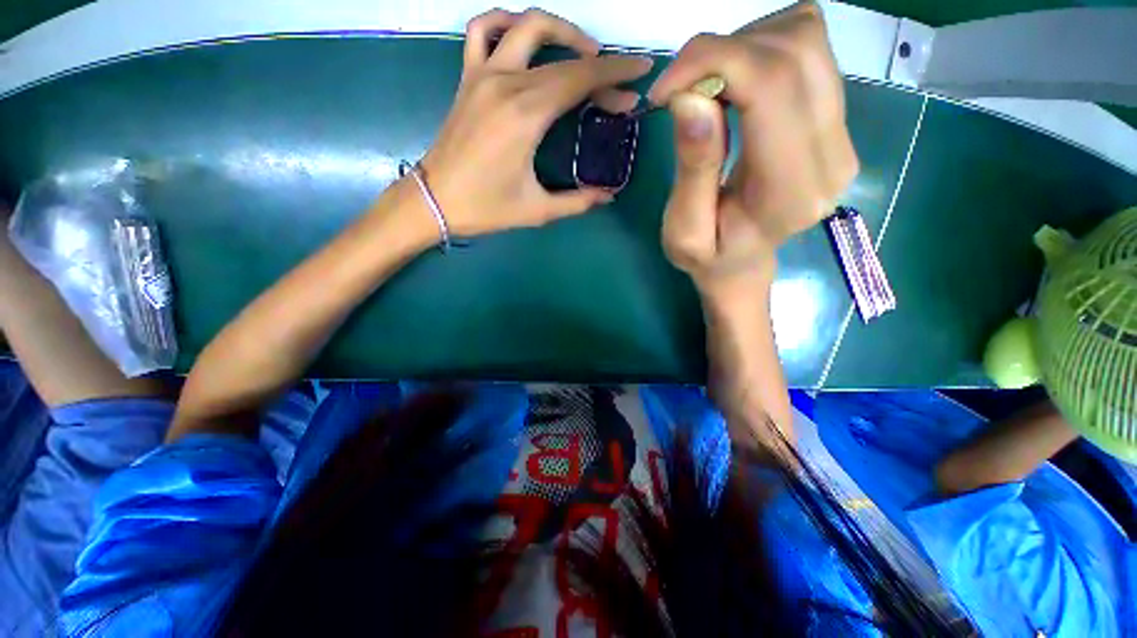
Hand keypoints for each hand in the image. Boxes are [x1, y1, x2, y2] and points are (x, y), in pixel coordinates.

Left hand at [419, 9, 651, 236]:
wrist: (435, 201)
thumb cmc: (485, 208)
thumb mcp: (537, 210)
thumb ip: (577, 201)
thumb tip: (608, 196)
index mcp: (525, 115)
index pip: (580, 78)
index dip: (615, 73)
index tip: (640, 72)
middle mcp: (506, 83)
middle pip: (564, 60)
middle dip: (600, 69)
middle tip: (618, 90)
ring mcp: (482, 74)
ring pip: (527, 27)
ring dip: (561, 31)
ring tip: (582, 52)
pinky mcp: (467, 77)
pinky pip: (483, 30)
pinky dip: (507, 23)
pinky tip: (523, 38)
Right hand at [650, 2, 858, 300]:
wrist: (744, 262)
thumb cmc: (709, 256)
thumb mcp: (684, 232)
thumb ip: (693, 170)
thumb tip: (690, 98)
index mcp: (790, 191)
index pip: (772, 86)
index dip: (713, 63)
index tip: (665, 91)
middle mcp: (832, 154)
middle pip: (794, 52)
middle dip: (722, 52)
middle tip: (680, 89)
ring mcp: (843, 132)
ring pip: (806, 39)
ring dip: (743, 47)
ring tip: (707, 89)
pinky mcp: (836, 117)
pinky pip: (810, 48)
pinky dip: (763, 48)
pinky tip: (736, 83)